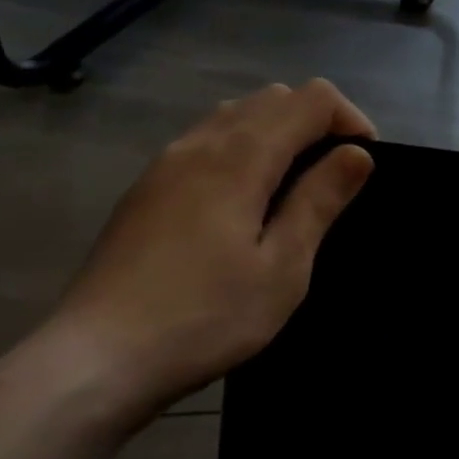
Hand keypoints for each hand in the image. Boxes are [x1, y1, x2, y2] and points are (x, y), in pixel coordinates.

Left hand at [42, 80, 375, 428]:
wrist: (96, 360)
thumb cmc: (205, 317)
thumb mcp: (283, 267)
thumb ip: (319, 201)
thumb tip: (357, 154)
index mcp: (240, 156)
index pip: (311, 99)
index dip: (350, 120)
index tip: (363, 167)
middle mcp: (201, 143)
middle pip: (273, 98)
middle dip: (317, 122)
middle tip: (335, 178)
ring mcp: (166, 162)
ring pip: (236, 114)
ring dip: (278, 132)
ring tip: (294, 188)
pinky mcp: (147, 188)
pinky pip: (207, 140)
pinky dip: (242, 148)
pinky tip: (244, 203)